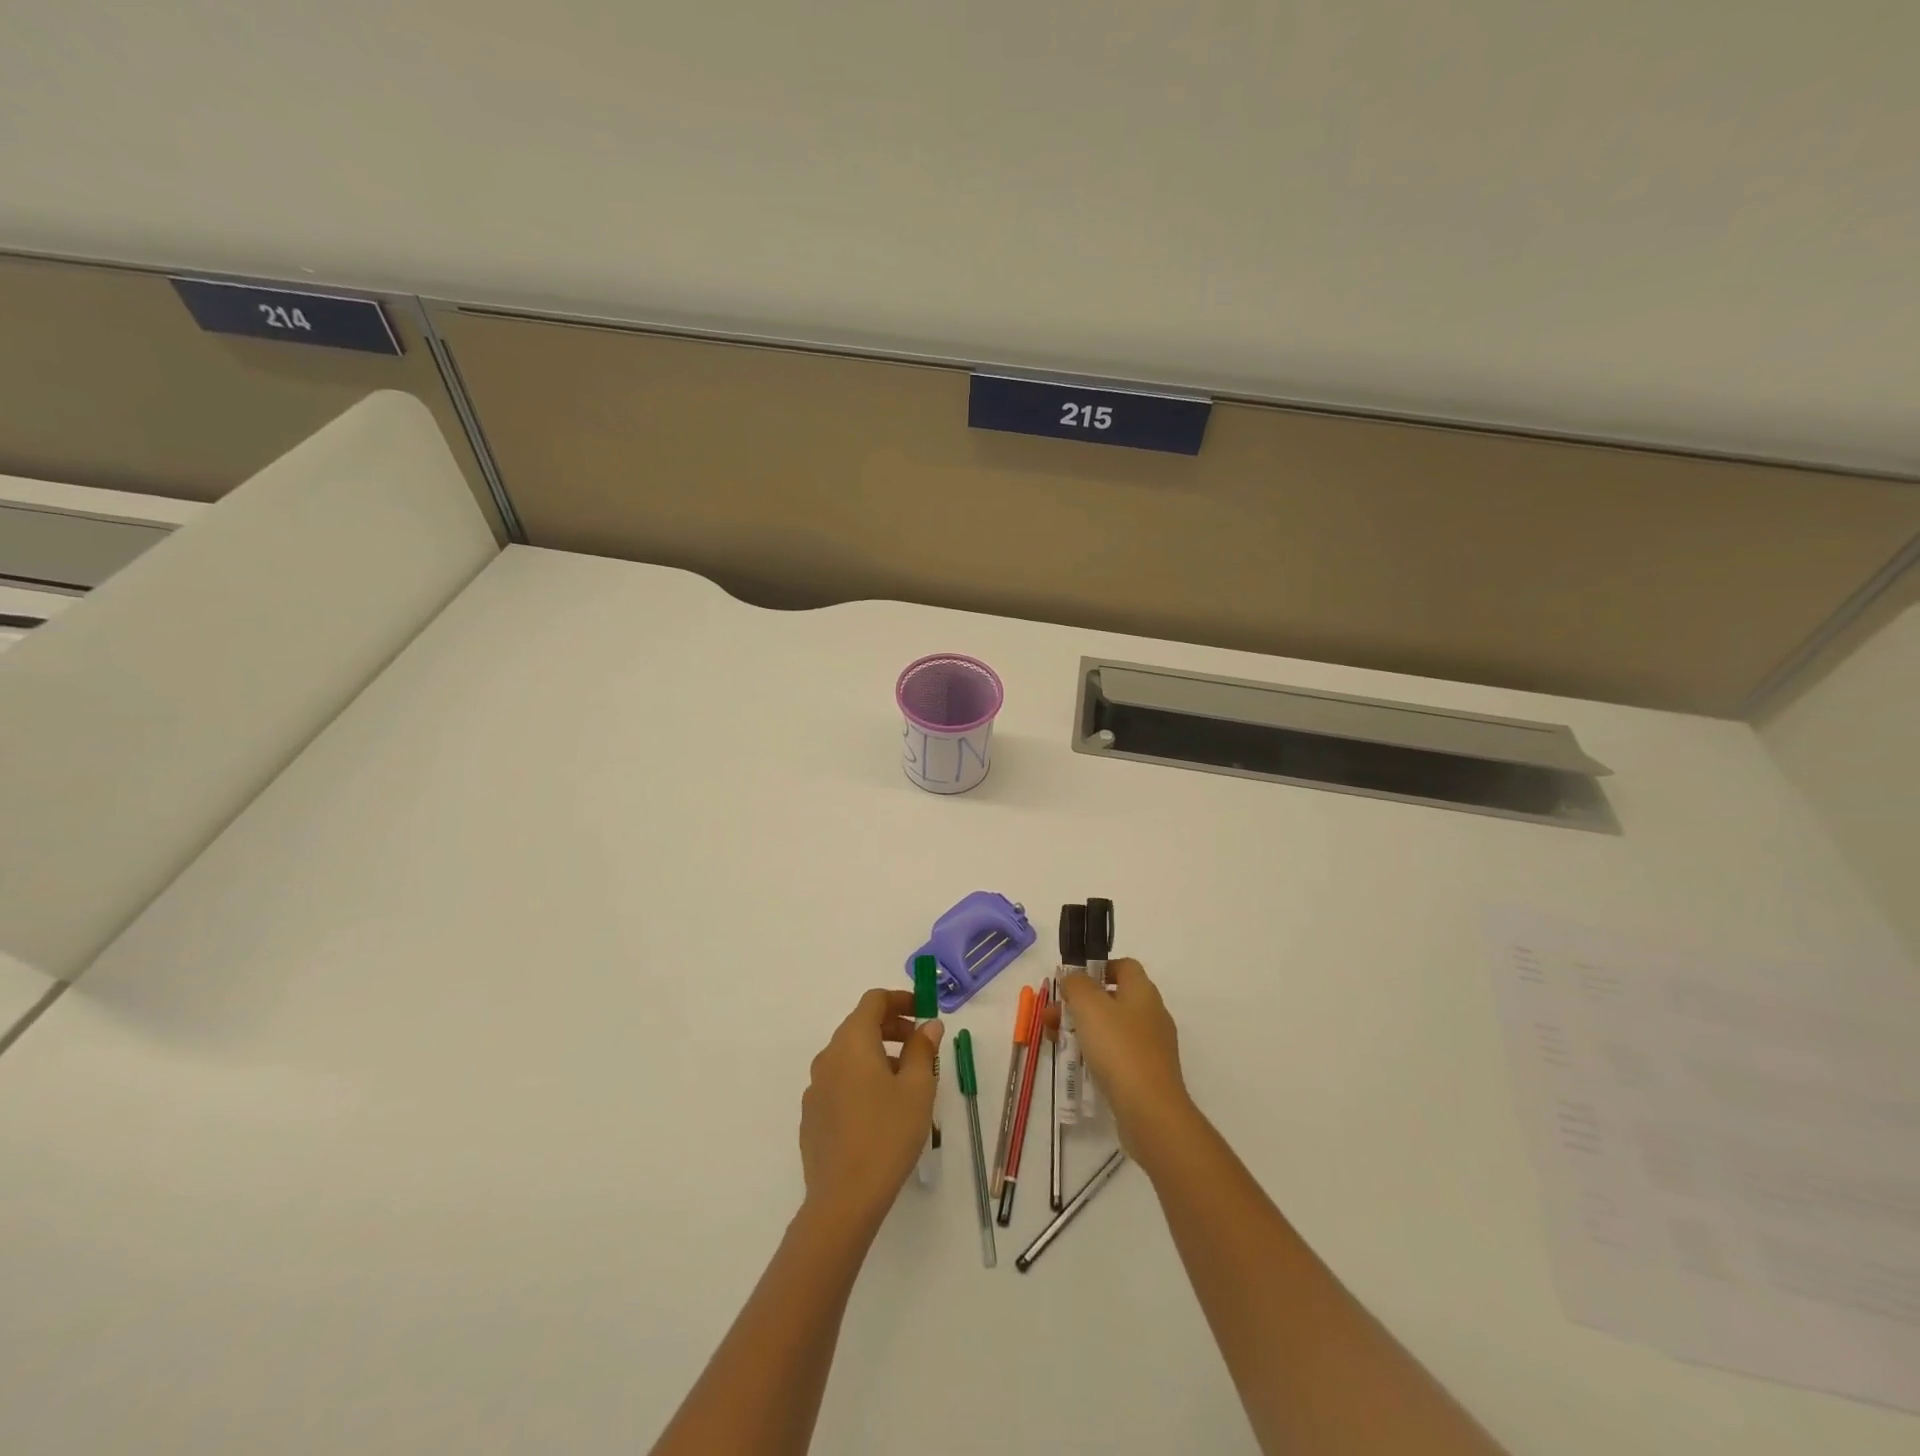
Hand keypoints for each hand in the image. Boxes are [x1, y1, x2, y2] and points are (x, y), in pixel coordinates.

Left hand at [799, 989, 942, 1231]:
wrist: (843, 1199)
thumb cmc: (888, 1134)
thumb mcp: (918, 1088)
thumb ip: (923, 1049)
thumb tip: (927, 1025)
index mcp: (852, 1042)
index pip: (874, 1001)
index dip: (901, 999)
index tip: (924, 1010)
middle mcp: (828, 1056)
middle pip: (860, 1025)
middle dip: (892, 1027)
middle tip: (921, 1045)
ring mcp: (815, 1087)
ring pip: (850, 1056)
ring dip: (878, 1055)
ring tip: (906, 1082)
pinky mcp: (811, 1115)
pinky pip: (840, 1082)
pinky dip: (862, 1080)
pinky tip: (880, 1111)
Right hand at [1057, 958, 1196, 1171]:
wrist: (1150, 1111)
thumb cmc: (1119, 1049)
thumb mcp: (1089, 1006)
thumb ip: (1077, 984)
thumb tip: (1073, 977)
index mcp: (1143, 992)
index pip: (1125, 966)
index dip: (1099, 968)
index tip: (1074, 981)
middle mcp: (1151, 1014)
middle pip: (1112, 998)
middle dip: (1079, 1003)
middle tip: (1051, 1016)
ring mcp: (1151, 1046)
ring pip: (1111, 1027)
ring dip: (1082, 1028)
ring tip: (1054, 1040)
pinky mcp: (1146, 1073)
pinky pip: (1116, 1053)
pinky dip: (1095, 1052)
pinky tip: (1076, 1063)